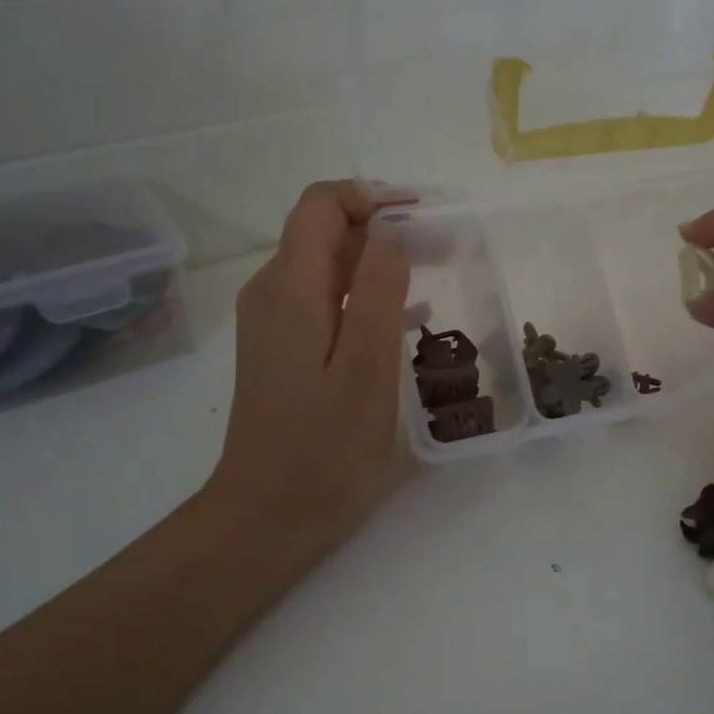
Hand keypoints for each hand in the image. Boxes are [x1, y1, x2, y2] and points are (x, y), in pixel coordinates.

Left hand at [206, 181, 411, 565]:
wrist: (267, 517)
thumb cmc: (324, 449)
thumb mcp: (365, 368)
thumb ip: (377, 290)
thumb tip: (391, 228)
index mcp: (290, 289)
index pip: (322, 204)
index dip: (373, 196)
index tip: (425, 214)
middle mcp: (273, 293)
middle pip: (325, 230)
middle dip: (384, 226)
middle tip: (445, 246)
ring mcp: (274, 322)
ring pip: (327, 264)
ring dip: (380, 260)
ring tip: (437, 272)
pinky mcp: (283, 348)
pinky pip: (326, 299)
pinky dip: (365, 294)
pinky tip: (408, 317)